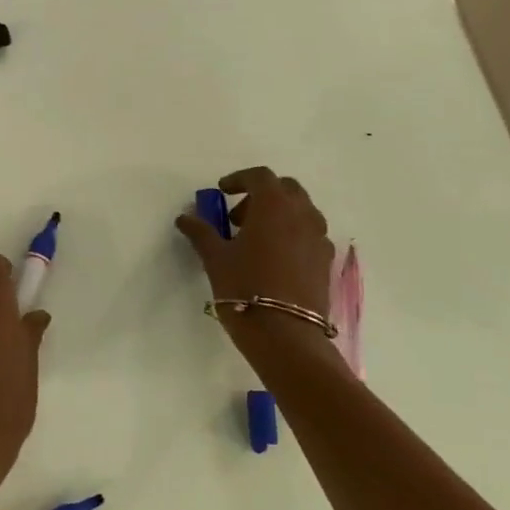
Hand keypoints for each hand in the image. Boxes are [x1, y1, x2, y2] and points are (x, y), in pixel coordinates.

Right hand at [176, 166, 334, 334]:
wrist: (284, 333)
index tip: (221, 192)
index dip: (239, 179)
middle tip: (238, 218)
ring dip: (278, 214)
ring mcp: (319, 238)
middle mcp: (302, 215)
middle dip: (261, 195)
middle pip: (286, 189)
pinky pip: (309, 234)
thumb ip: (200, 232)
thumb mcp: (214, 258)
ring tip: (255, 240)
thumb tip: (185, 218)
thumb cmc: (244, 287)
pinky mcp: (325, 261)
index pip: (260, 176)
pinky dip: (292, 235)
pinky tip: (274, 259)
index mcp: (274, 206)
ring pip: (301, 211)